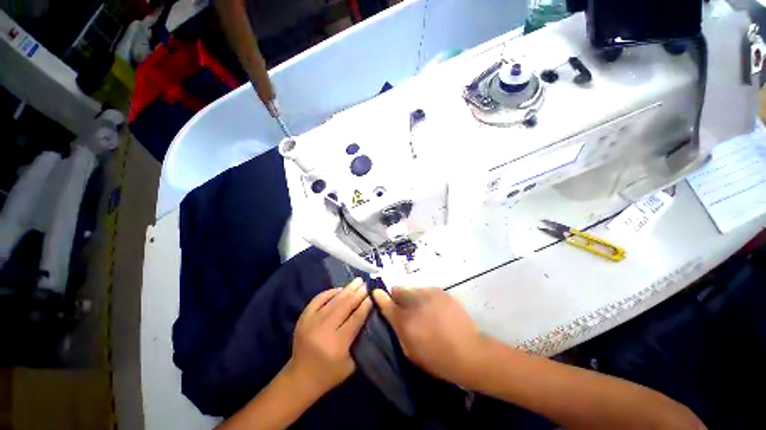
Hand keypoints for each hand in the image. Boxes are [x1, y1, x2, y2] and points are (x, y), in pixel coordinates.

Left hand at [288, 278, 372, 396]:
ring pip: (332, 301)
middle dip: (357, 294)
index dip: (365, 306)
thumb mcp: (351, 364)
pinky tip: (340, 288)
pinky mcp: (303, 318)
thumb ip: (360, 340)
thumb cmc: (330, 374)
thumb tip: (368, 316)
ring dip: (346, 289)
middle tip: (366, 285)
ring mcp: (311, 322)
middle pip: (344, 306)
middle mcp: (323, 330)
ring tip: (357, 281)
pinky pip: (318, 299)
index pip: (355, 319)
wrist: (300, 378)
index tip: (372, 296)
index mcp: (337, 344)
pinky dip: (329, 292)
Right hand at [372, 287, 487, 387]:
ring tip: (424, 309)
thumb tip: (391, 315)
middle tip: (406, 306)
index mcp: (404, 320)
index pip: (385, 303)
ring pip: (413, 289)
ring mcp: (428, 294)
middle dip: (398, 296)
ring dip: (413, 297)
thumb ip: (398, 330)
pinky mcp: (441, 291)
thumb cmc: (436, 358)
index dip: (379, 297)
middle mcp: (414, 302)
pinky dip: (426, 297)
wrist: (468, 351)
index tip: (376, 292)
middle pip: (398, 289)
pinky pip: (427, 290)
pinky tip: (435, 308)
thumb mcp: (410, 351)